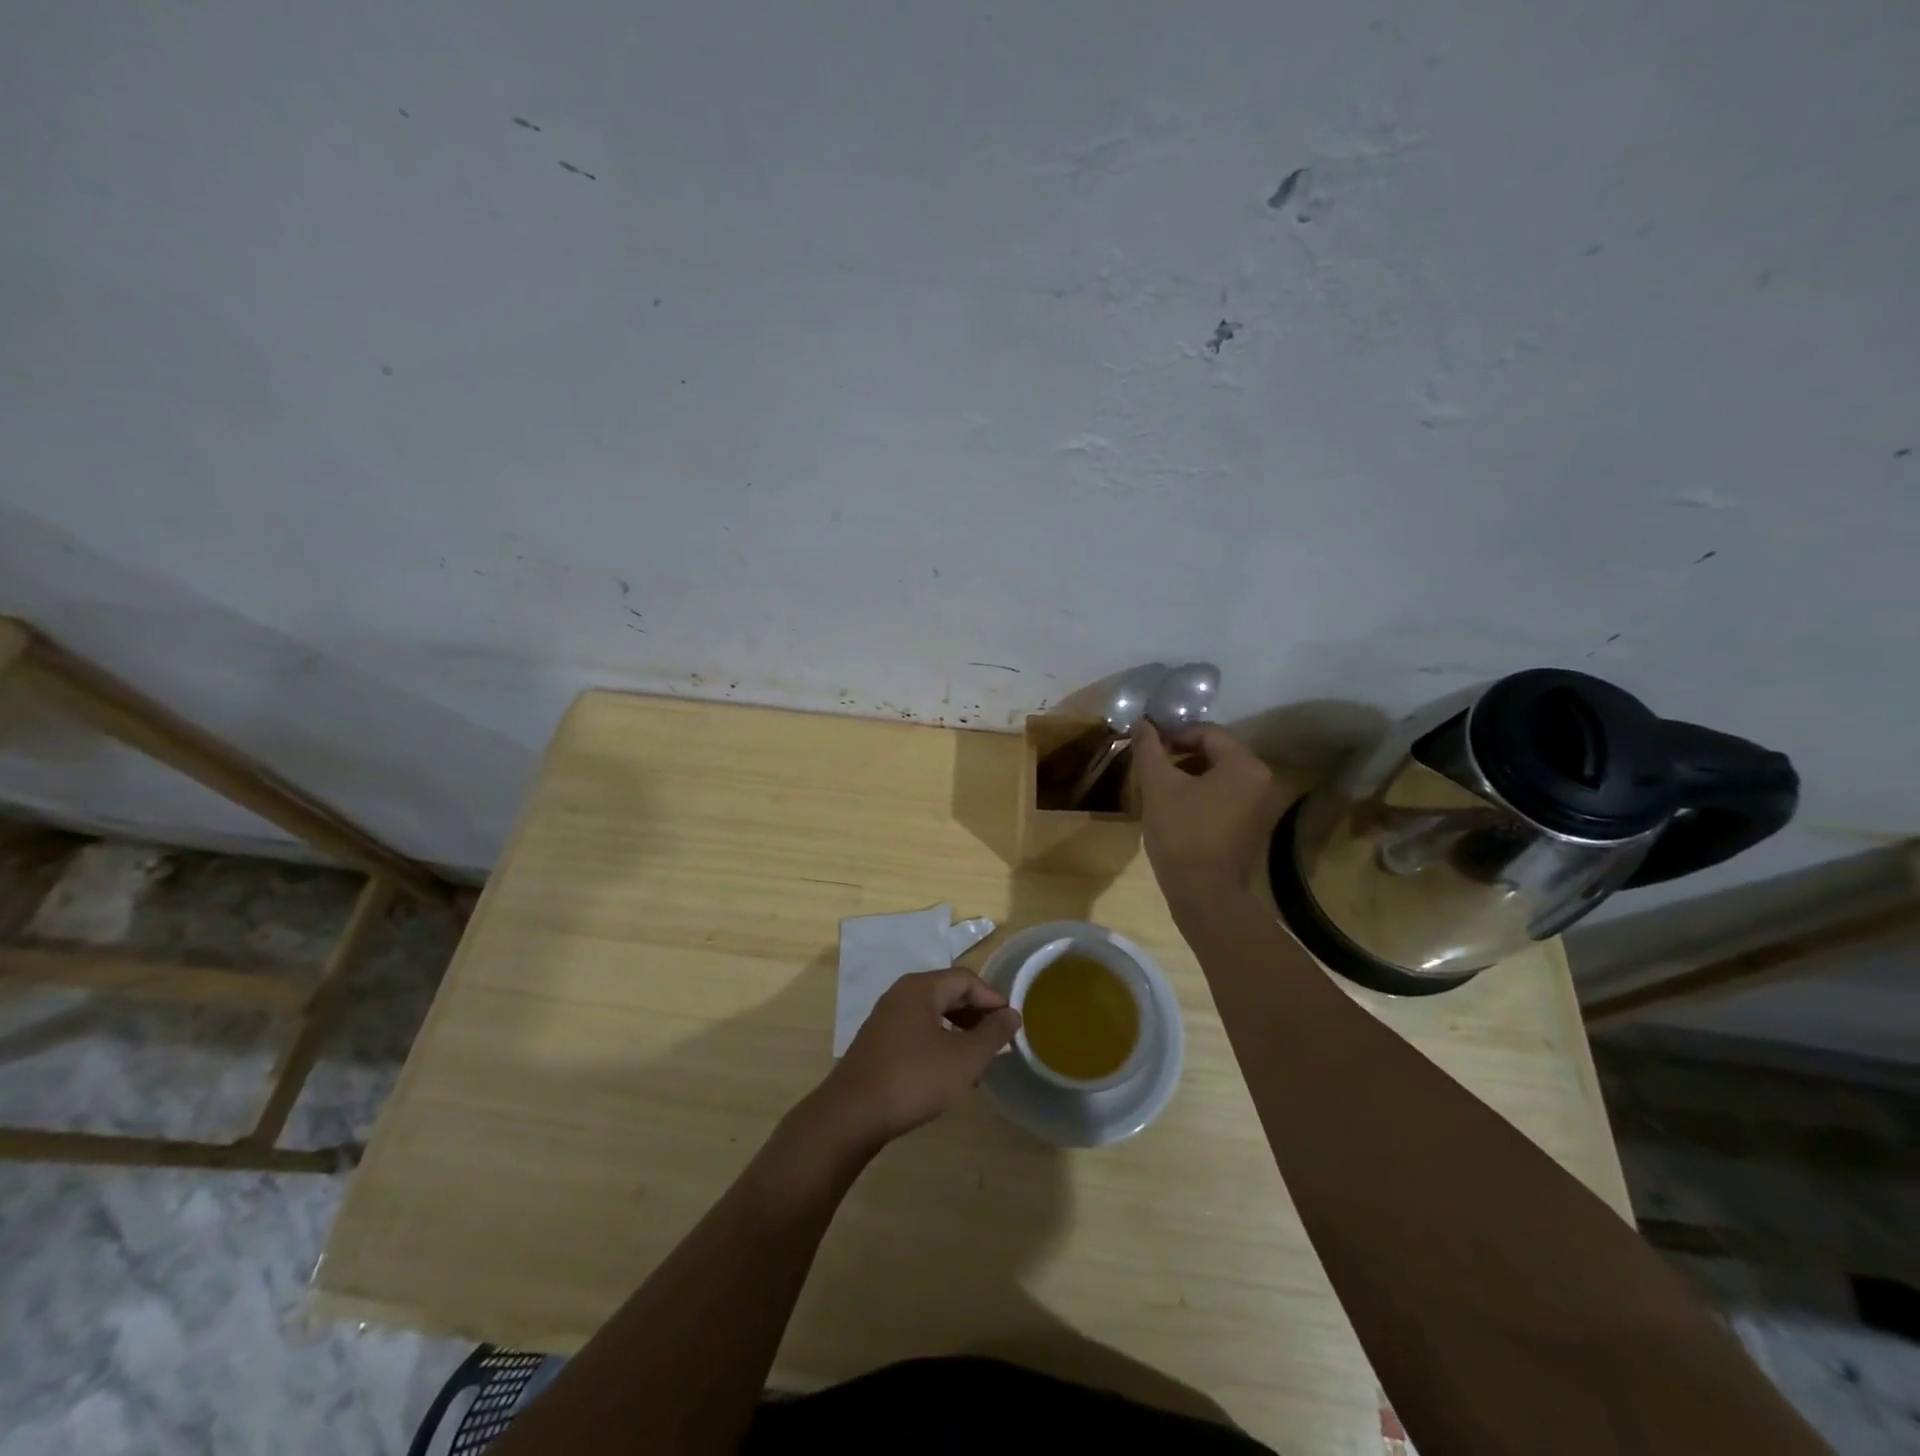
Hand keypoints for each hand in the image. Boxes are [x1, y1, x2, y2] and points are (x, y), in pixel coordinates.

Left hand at [812, 969, 1020, 1150]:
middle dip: (977, 1017)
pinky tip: (949, 1074)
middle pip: (949, 994)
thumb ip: (992, 1033)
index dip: (993, 999)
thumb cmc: (914, 1078)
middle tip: (999, 1043)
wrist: (851, 1115)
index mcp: (920, 988)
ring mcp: (886, 1019)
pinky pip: (918, 1033)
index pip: (966, 980)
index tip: (1012, 1025)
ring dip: (960, 1034)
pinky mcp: (878, 1043)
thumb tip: (1012, 1014)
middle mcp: (901, 995)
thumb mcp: (964, 1058)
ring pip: (934, 1016)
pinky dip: (940, 1045)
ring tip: (979, 1063)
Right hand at [1133, 720, 1287, 909]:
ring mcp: (1263, 805)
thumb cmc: (1182, 835)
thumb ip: (1149, 749)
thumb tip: (1142, 723)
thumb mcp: (1158, 787)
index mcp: (1245, 765)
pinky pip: (1228, 796)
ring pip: (1221, 775)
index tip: (1149, 748)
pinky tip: (1179, 809)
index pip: (1207, 732)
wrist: (1205, 895)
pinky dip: (1204, 794)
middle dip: (1182, 755)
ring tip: (1162, 789)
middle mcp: (1263, 779)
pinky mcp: (1256, 825)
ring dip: (1191, 775)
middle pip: (1217, 752)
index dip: (1174, 734)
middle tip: (1153, 768)